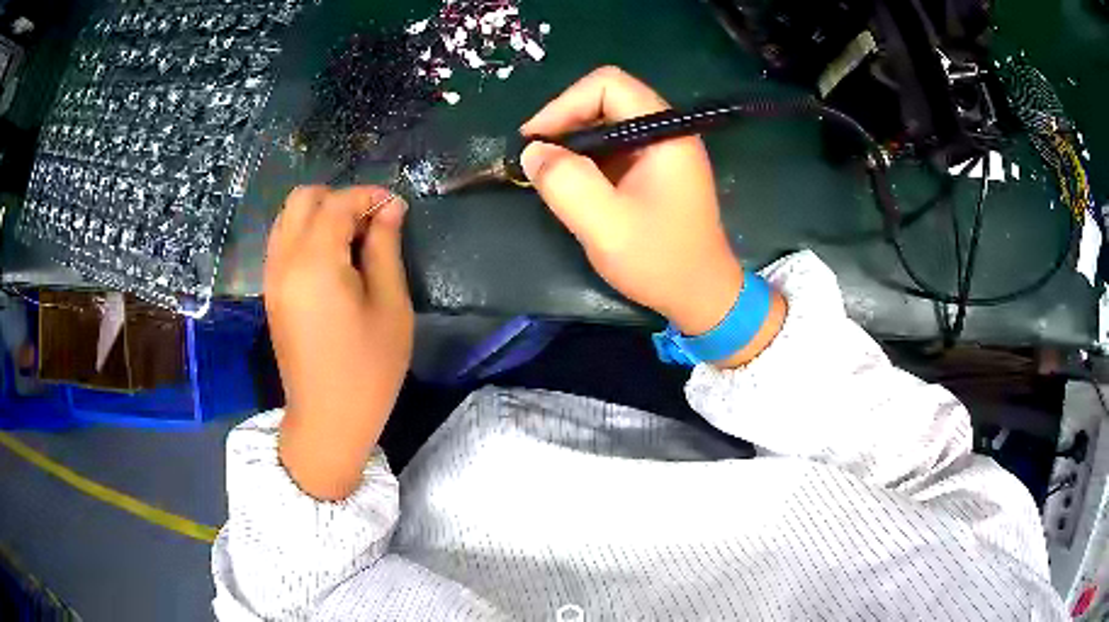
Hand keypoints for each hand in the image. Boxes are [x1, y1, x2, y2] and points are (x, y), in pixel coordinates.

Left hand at [264, 185, 412, 499]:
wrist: (328, 419)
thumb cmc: (368, 369)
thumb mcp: (390, 307)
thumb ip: (385, 248)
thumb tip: (390, 208)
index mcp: (315, 262)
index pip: (337, 203)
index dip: (369, 196)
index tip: (397, 208)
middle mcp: (285, 260)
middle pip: (303, 199)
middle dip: (339, 199)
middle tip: (371, 225)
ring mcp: (272, 276)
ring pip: (287, 217)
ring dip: (320, 215)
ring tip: (352, 241)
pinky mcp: (271, 292)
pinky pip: (282, 241)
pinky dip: (305, 234)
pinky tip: (331, 260)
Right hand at [520, 66, 784, 365]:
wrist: (702, 296)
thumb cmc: (661, 261)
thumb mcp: (607, 226)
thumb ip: (566, 183)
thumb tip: (533, 152)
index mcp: (664, 132)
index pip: (608, 85)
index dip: (565, 104)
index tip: (536, 140)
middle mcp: (666, 131)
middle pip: (606, 99)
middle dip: (565, 122)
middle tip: (537, 158)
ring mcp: (662, 150)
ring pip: (606, 122)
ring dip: (573, 142)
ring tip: (548, 172)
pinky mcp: (655, 170)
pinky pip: (613, 147)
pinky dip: (586, 158)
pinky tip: (572, 184)